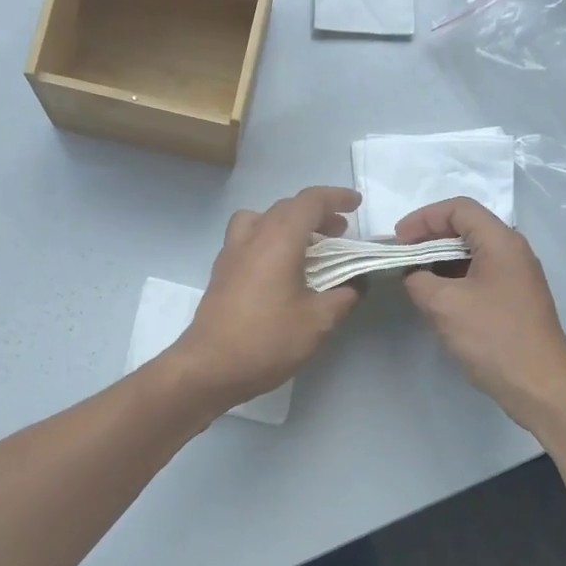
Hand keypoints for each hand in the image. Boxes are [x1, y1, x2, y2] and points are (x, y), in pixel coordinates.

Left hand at [168, 187, 362, 408]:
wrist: (209, 367)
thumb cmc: (267, 340)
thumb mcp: (318, 322)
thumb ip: (342, 297)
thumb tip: (355, 285)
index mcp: (278, 239)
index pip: (309, 201)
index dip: (336, 198)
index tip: (355, 205)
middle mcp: (252, 237)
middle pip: (286, 208)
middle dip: (316, 214)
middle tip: (339, 234)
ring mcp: (231, 254)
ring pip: (261, 220)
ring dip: (287, 224)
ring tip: (306, 248)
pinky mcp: (221, 273)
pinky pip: (248, 240)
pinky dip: (269, 241)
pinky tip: (281, 271)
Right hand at [396, 198, 565, 429]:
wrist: (540, 385)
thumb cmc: (493, 337)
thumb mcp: (443, 305)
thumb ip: (419, 280)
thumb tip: (414, 276)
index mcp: (501, 242)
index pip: (459, 209)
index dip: (423, 218)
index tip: (398, 240)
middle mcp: (513, 252)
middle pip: (466, 228)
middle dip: (429, 238)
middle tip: (401, 257)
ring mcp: (517, 277)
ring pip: (472, 254)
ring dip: (440, 261)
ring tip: (413, 278)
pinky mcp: (514, 300)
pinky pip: (479, 276)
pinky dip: (454, 279)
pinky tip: (436, 299)